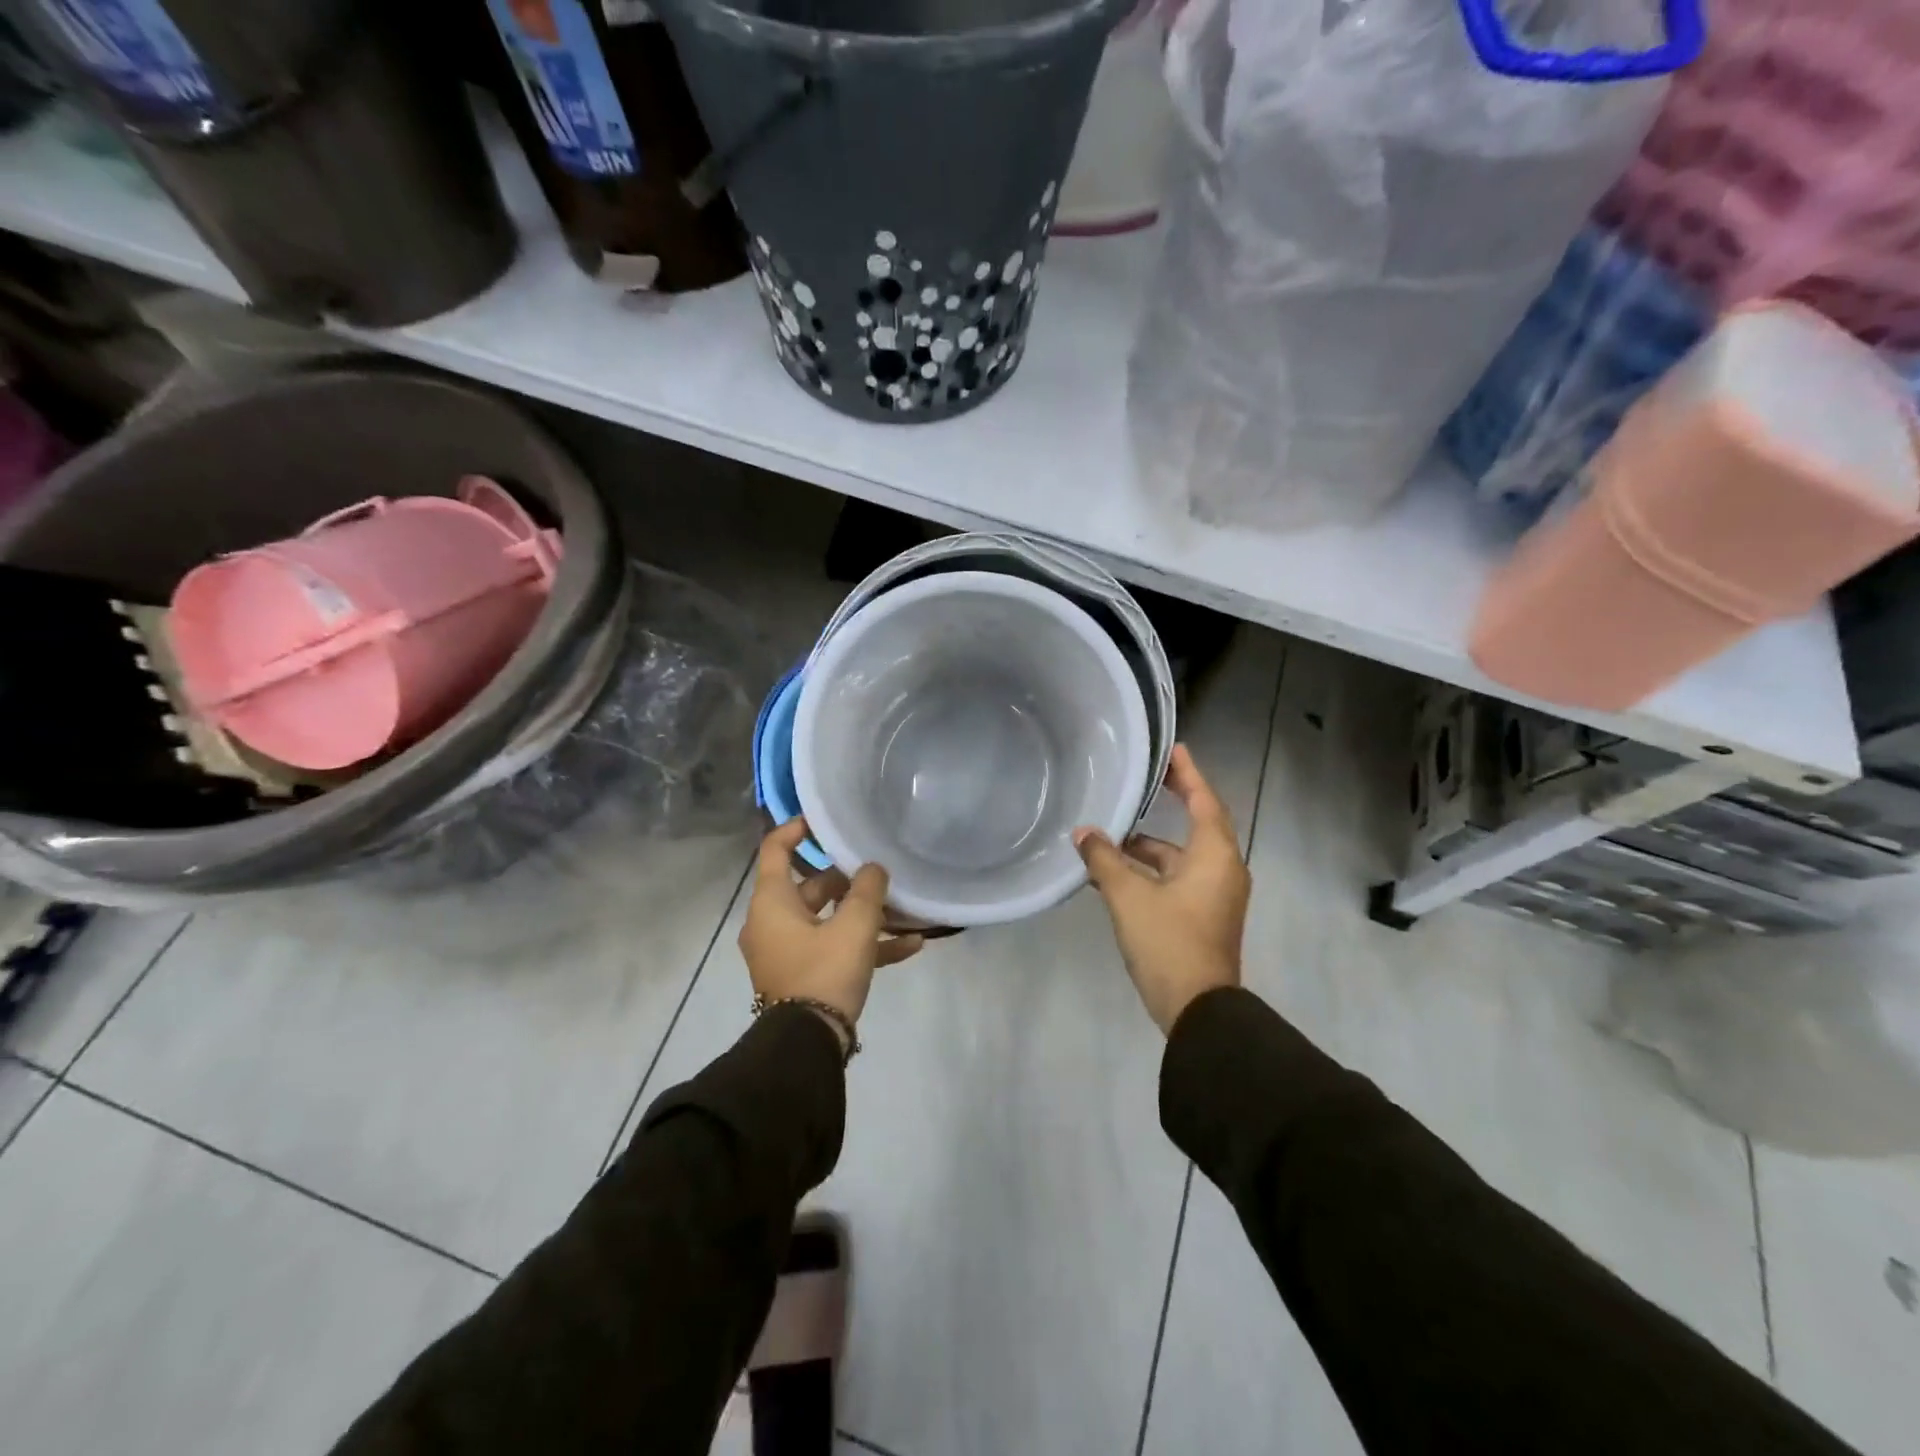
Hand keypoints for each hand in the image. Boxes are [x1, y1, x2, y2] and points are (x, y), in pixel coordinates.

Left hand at [739, 818, 924, 1044]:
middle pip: (811, 887)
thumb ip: (868, 890)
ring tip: (904, 914)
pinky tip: (909, 948)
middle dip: (850, 882)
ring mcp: (785, 952)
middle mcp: (771, 923)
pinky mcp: (801, 976)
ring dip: (864, 916)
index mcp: (772, 902)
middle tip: (881, 877)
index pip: (775, 849)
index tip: (825, 821)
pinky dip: (863, 946)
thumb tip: (873, 869)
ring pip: (826, 920)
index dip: (798, 829)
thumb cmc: (824, 972)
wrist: (805, 1046)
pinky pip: (833, 950)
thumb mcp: (854, 926)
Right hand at [1074, 744, 1248, 1033]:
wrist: (1198, 1010)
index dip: (1188, 773)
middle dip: (1171, 802)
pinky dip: (1150, 871)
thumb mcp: (1129, 896)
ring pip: (1180, 857)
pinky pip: (1175, 879)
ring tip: (1109, 834)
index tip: (1172, 749)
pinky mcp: (1202, 916)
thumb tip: (1083, 833)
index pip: (1204, 800)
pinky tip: (1113, 873)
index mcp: (1215, 856)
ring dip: (1148, 846)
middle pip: (1196, 824)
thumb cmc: (1169, 942)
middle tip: (1144, 779)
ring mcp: (1213, 896)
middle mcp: (1221, 869)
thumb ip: (1104, 860)